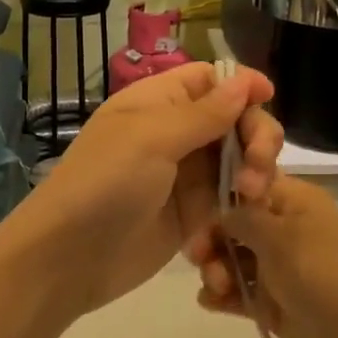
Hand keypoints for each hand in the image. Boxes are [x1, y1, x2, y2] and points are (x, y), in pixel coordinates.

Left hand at [8, 62, 281, 319]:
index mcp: (158, 102)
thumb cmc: (105, 182)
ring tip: (251, 194)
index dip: (241, 84)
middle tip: (258, 163)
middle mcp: (176, 133)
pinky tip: (247, 212)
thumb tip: (245, 81)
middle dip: (256, 134)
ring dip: (256, 170)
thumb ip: (204, 113)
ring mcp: (186, 175)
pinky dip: (246, 200)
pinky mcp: (194, 214)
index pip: (209, 80)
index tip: (268, 97)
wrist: (70, 258)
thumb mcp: (152, 138)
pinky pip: (231, 197)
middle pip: (234, 119)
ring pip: (239, 159)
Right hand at [192, 175, 337, 337]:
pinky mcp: (272, 303)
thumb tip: (221, 211)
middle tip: (197, 257)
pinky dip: (222, 296)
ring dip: (215, 270)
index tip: (197, 211)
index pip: (246, 185)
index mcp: (292, 201)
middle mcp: (282, 230)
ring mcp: (277, 268)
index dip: (220, 196)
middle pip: (233, 225)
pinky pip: (238, 293)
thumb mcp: (279, 235)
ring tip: (217, 288)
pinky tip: (210, 302)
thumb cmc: (323, 271)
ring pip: (232, 260)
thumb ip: (243, 218)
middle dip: (212, 239)